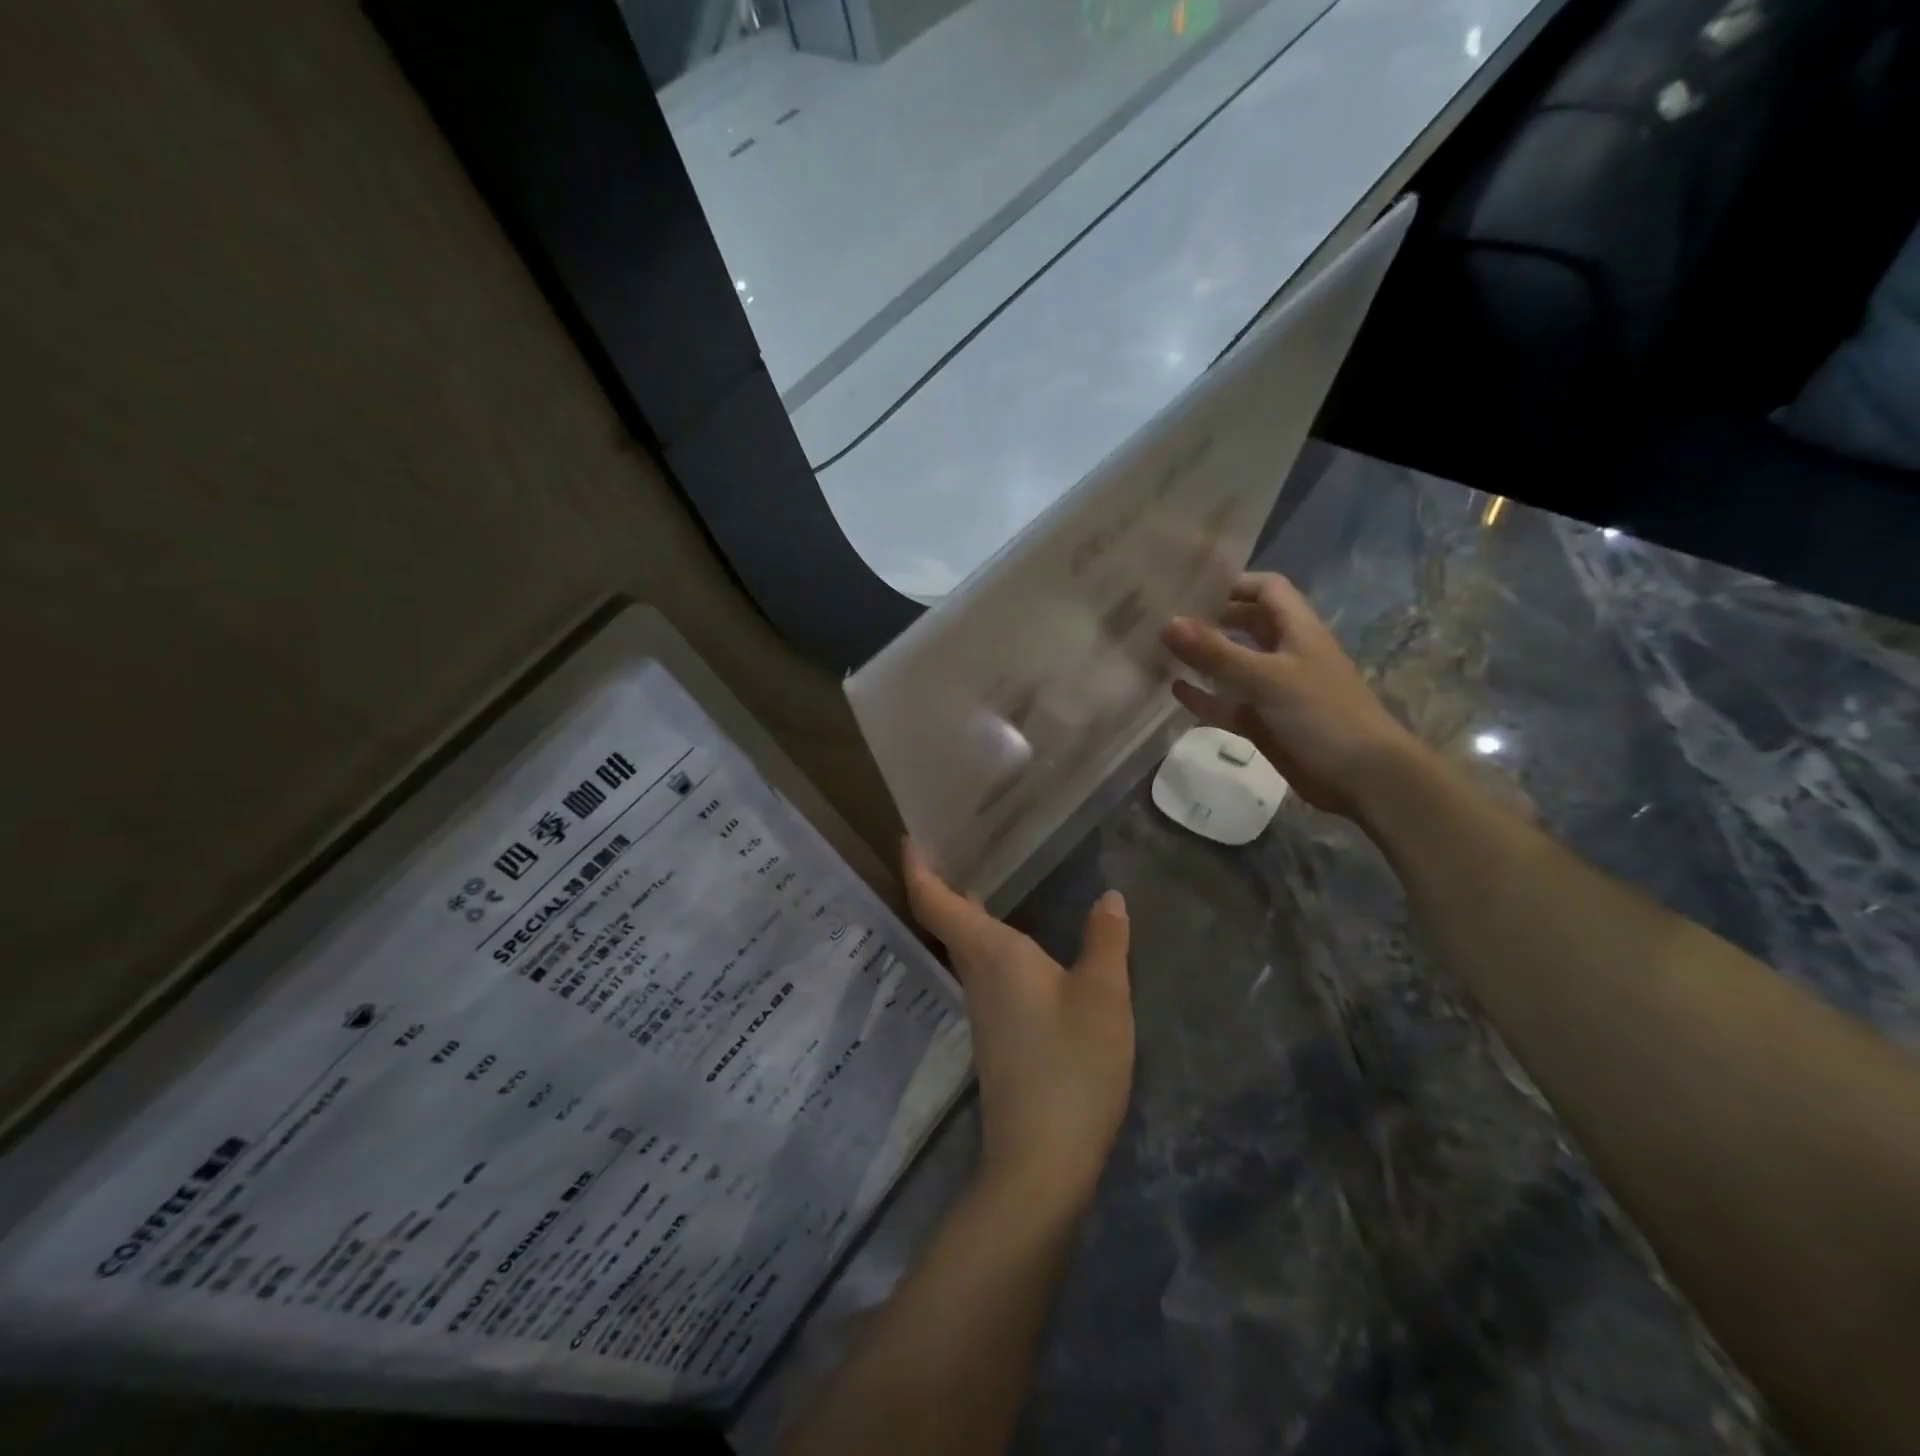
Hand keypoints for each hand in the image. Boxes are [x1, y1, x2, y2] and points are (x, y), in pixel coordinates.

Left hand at [902, 841, 1133, 1216]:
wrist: (1042, 1160)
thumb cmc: (1071, 1065)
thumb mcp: (1104, 997)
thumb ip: (1106, 942)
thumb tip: (1109, 897)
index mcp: (991, 954)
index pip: (934, 902)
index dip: (917, 867)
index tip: (910, 835)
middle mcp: (976, 974)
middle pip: (945, 919)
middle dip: (944, 879)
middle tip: (961, 839)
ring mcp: (983, 1007)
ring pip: (965, 945)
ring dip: (966, 909)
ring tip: (990, 874)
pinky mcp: (995, 1032)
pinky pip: (984, 969)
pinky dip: (990, 940)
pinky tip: (1021, 939)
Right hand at [1162, 572, 1418, 817]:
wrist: (1362, 778)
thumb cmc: (1321, 715)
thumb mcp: (1267, 678)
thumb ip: (1216, 652)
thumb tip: (1167, 623)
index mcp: (1297, 630)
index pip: (1266, 589)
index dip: (1233, 583)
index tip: (1189, 587)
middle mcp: (1285, 653)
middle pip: (1246, 624)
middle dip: (1210, 619)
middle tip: (1165, 618)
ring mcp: (1274, 689)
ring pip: (1233, 665)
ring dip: (1203, 658)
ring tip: (1161, 651)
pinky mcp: (1264, 722)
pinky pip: (1228, 703)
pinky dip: (1205, 697)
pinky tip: (1175, 690)